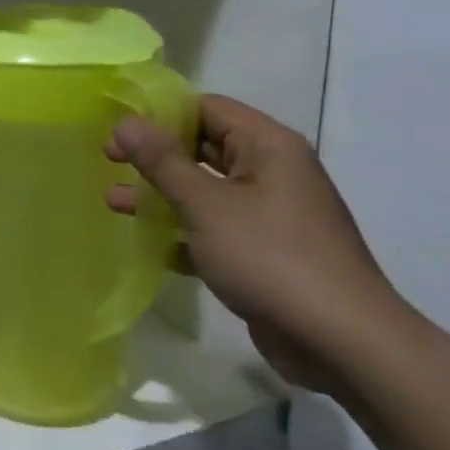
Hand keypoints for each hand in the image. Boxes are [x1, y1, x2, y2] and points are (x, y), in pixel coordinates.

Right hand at [105, 95, 408, 392]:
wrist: (341, 341)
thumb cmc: (270, 257)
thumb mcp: (205, 204)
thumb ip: (162, 161)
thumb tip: (126, 121)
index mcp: (268, 147)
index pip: (206, 108)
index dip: (158, 114)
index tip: (116, 130)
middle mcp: (272, 172)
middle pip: (204, 147)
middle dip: (154, 155)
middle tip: (108, 162)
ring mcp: (271, 214)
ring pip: (205, 191)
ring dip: (161, 195)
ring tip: (114, 203)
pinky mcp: (265, 252)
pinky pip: (216, 228)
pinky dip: (183, 232)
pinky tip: (149, 245)